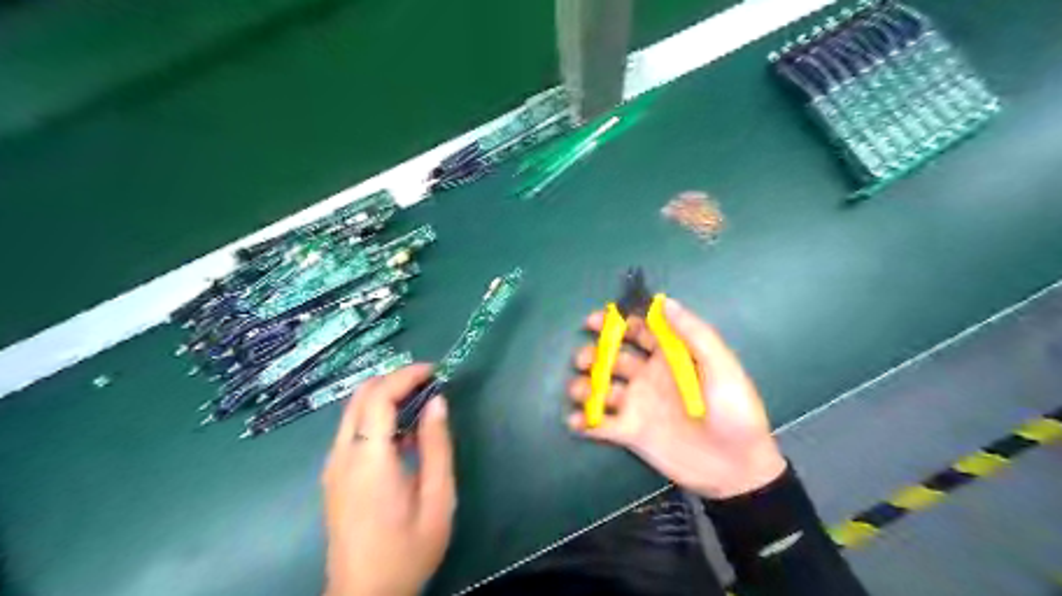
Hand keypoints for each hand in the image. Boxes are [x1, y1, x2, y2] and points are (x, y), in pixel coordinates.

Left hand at [323, 363, 457, 594]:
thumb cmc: (408, 550)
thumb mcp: (437, 499)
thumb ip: (437, 446)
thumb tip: (438, 402)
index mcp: (368, 460)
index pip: (379, 397)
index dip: (407, 375)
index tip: (436, 370)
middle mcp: (342, 455)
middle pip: (361, 395)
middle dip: (395, 378)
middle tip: (429, 382)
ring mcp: (333, 465)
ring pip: (353, 409)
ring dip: (385, 395)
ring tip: (421, 400)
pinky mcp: (333, 475)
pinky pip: (352, 429)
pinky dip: (377, 414)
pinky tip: (403, 430)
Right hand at [567, 298, 782, 498]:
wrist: (737, 469)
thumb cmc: (734, 411)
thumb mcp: (721, 367)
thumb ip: (694, 333)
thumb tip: (665, 301)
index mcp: (670, 356)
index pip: (639, 330)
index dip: (617, 321)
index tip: (595, 320)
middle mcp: (649, 376)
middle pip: (613, 356)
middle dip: (594, 353)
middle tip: (583, 359)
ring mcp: (637, 404)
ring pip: (602, 388)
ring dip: (585, 385)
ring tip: (578, 390)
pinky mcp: (630, 432)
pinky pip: (601, 423)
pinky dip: (585, 420)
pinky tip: (576, 420)